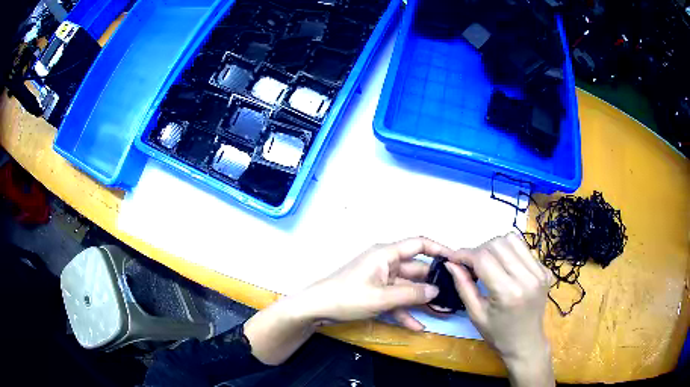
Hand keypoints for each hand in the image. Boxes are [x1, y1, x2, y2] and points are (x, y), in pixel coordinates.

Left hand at [245, 237, 450, 364]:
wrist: (316, 308)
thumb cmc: (347, 297)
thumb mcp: (382, 298)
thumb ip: (411, 294)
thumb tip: (436, 290)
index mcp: (386, 254)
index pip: (418, 244)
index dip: (439, 249)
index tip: (456, 260)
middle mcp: (386, 263)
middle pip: (416, 269)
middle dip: (433, 283)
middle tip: (453, 294)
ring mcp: (380, 279)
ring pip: (407, 287)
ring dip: (421, 300)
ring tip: (442, 312)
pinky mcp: (375, 293)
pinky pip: (395, 300)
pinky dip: (405, 311)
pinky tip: (418, 326)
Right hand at [446, 233, 554, 386]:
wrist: (526, 343)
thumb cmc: (498, 334)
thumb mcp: (476, 314)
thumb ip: (463, 286)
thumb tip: (451, 263)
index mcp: (508, 293)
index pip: (483, 258)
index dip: (465, 254)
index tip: (453, 257)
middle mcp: (527, 277)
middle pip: (498, 243)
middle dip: (479, 250)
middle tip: (471, 264)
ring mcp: (540, 272)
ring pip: (513, 239)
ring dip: (495, 246)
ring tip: (489, 262)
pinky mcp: (546, 270)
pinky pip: (524, 248)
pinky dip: (510, 252)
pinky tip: (506, 267)